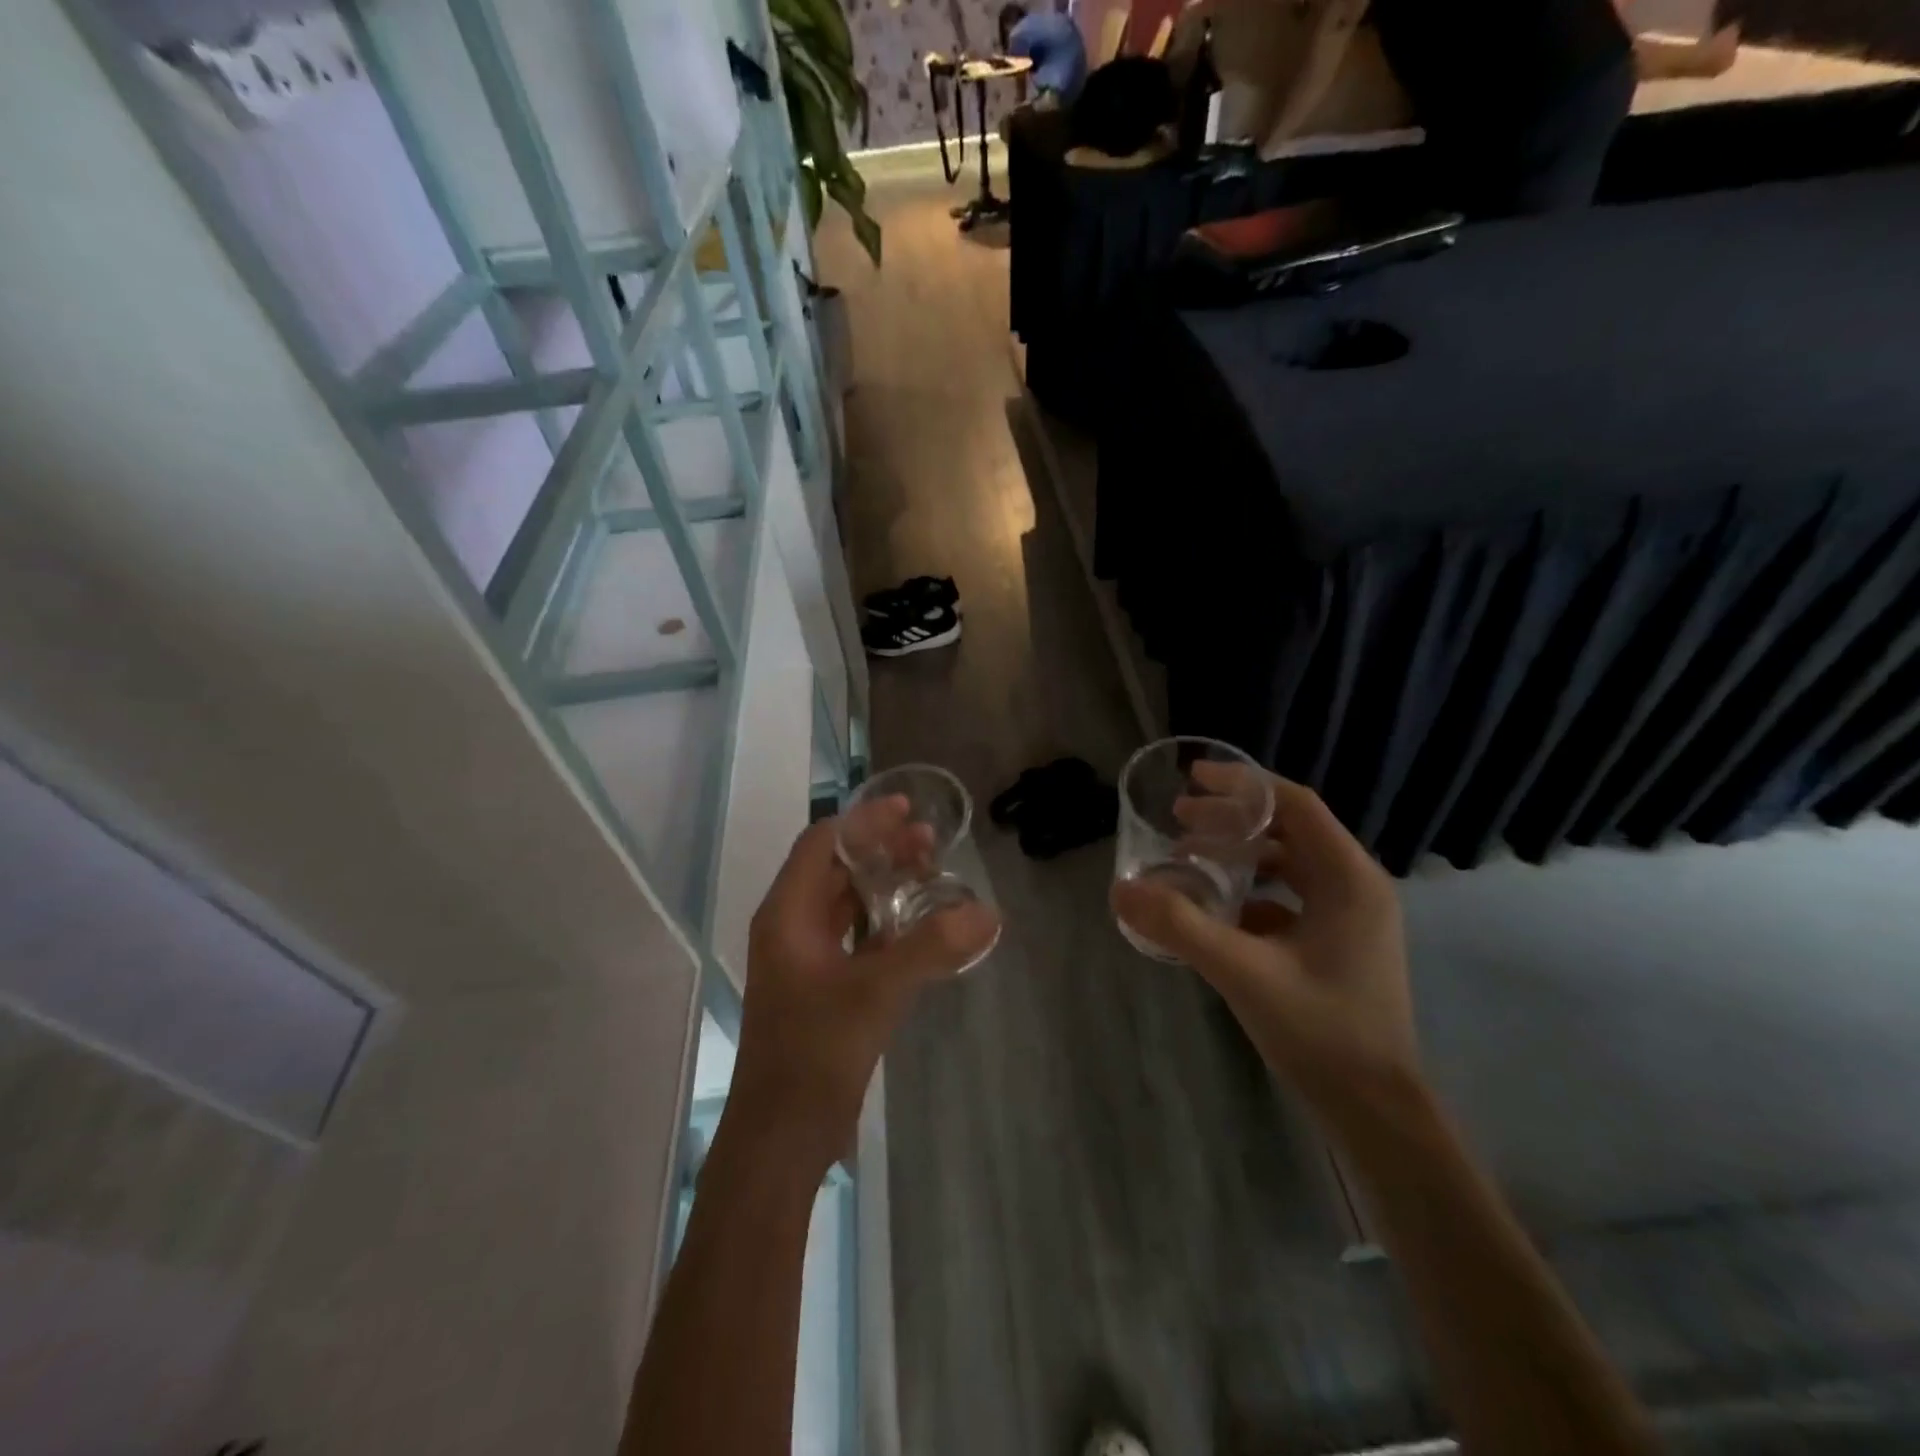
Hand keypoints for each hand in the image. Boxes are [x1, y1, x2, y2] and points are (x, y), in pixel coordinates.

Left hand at [726, 801, 1000, 1174]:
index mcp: (786, 914)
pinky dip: (886, 924)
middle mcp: (791, 928)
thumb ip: (931, 947)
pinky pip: (856, 939)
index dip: (864, 822)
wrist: (782, 1137)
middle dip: (881, 851)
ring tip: (931, 875)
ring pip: (847, 905)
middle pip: (837, 870)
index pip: (823, 844)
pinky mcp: (823, 989)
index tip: (907, 809)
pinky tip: (922, 928)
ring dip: (886, 886)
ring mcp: (805, 961)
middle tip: (930, 842)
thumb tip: (987, 911)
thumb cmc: (815, 1053)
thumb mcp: (876, 992)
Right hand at [1112, 769, 1416, 1113]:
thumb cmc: (1320, 1031)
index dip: (1244, 785)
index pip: (1296, 804)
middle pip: (1290, 829)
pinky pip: (1290, 897)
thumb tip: (1122, 888)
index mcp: (1348, 878)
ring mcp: (1351, 917)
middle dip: (1232, 820)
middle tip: (1178, 821)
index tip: (1194, 778)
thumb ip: (1180, 925)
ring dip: (1240, 855)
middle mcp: (1356, 886)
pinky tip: (1215, 909)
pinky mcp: (1339, 943)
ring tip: (1190, 859)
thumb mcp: (1242, 971)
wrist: (1375, 1110)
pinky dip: (1251, 891)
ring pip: (1289, 864)